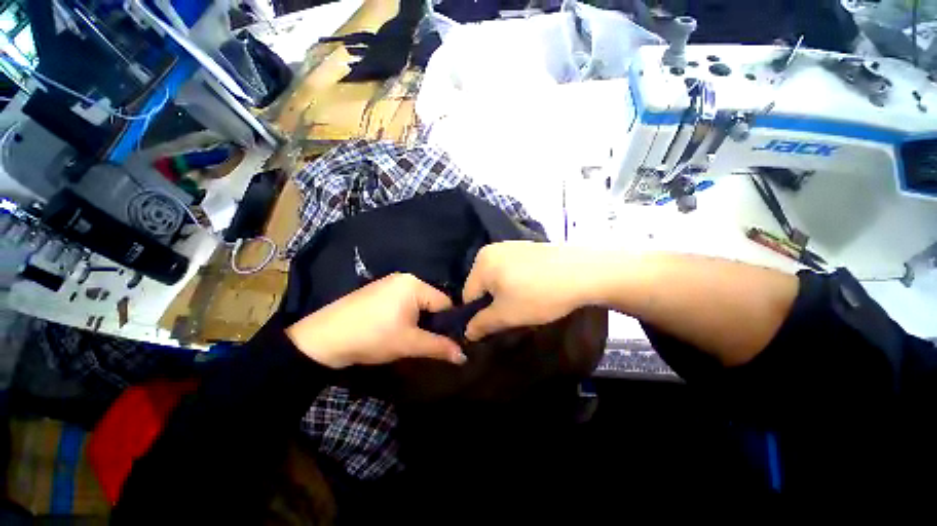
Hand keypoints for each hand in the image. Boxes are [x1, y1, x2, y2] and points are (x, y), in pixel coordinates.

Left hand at [285, 273, 465, 368]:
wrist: (322, 339)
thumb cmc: (372, 337)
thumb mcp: (409, 343)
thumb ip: (439, 347)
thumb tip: (464, 357)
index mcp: (415, 284)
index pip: (445, 303)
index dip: (447, 323)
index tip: (444, 341)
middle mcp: (405, 278)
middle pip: (431, 301)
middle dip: (431, 322)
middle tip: (423, 340)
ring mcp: (389, 282)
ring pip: (417, 302)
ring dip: (418, 319)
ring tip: (408, 336)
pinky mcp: (378, 290)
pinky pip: (403, 301)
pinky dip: (405, 314)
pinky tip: (393, 328)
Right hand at [462, 241, 594, 340]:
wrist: (584, 272)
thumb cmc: (538, 294)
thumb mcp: (506, 315)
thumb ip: (481, 324)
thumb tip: (467, 332)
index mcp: (481, 262)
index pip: (468, 295)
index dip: (478, 314)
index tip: (496, 324)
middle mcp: (492, 249)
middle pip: (483, 285)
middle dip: (493, 302)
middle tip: (513, 313)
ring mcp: (511, 246)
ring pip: (498, 278)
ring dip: (506, 293)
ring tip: (526, 301)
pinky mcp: (528, 248)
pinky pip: (512, 269)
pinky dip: (517, 282)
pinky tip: (535, 288)